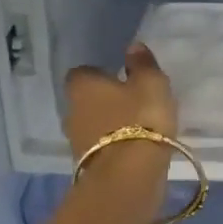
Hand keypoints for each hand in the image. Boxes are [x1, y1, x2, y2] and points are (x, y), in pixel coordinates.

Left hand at [64, 44, 179, 184]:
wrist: (129, 175)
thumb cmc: (140, 119)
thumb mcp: (151, 84)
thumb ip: (143, 64)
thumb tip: (133, 47)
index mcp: (82, 85)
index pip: (84, 72)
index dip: (102, 75)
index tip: (123, 80)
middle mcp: (71, 110)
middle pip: (86, 100)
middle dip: (104, 101)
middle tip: (131, 104)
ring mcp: (76, 141)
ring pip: (92, 126)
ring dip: (108, 126)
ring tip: (137, 129)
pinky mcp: (86, 166)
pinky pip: (100, 149)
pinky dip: (113, 147)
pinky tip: (134, 150)